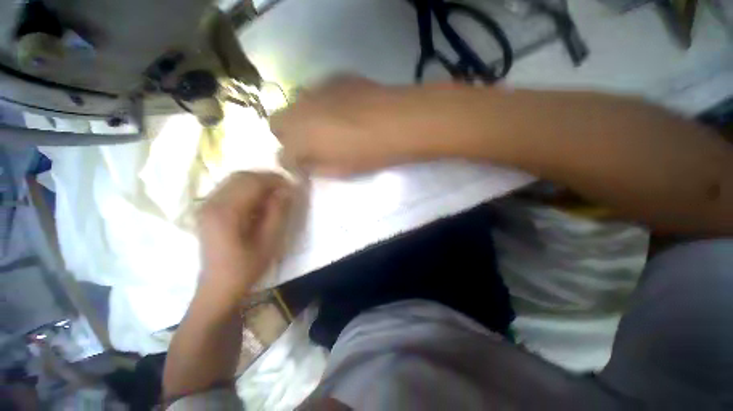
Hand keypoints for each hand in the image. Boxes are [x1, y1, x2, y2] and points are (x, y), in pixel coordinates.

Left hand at [196, 172, 291, 300]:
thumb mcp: (269, 241)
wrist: (218, 286)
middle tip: (284, 189)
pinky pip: (228, 188)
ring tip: (274, 193)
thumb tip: (286, 190)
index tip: (292, 186)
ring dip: (257, 182)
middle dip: (266, 178)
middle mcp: (211, 203)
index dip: (275, 180)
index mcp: (226, 212)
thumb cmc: (246, 267)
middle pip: (241, 176)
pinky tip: (258, 200)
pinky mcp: (207, 209)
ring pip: (234, 180)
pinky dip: (247, 188)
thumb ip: (278, 212)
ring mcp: (206, 205)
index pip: (253, 182)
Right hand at [271, 76, 453, 174]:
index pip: (282, 154)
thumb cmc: (369, 153)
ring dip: (302, 119)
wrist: (398, 121)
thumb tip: (308, 165)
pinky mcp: (333, 78)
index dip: (291, 163)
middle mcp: (299, 110)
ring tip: (325, 127)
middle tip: (309, 146)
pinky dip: (320, 105)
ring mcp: (315, 90)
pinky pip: (316, 93)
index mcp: (301, 139)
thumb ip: (318, 168)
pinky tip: (341, 111)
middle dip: (288, 137)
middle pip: (277, 123)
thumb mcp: (341, 170)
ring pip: (294, 105)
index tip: (303, 167)